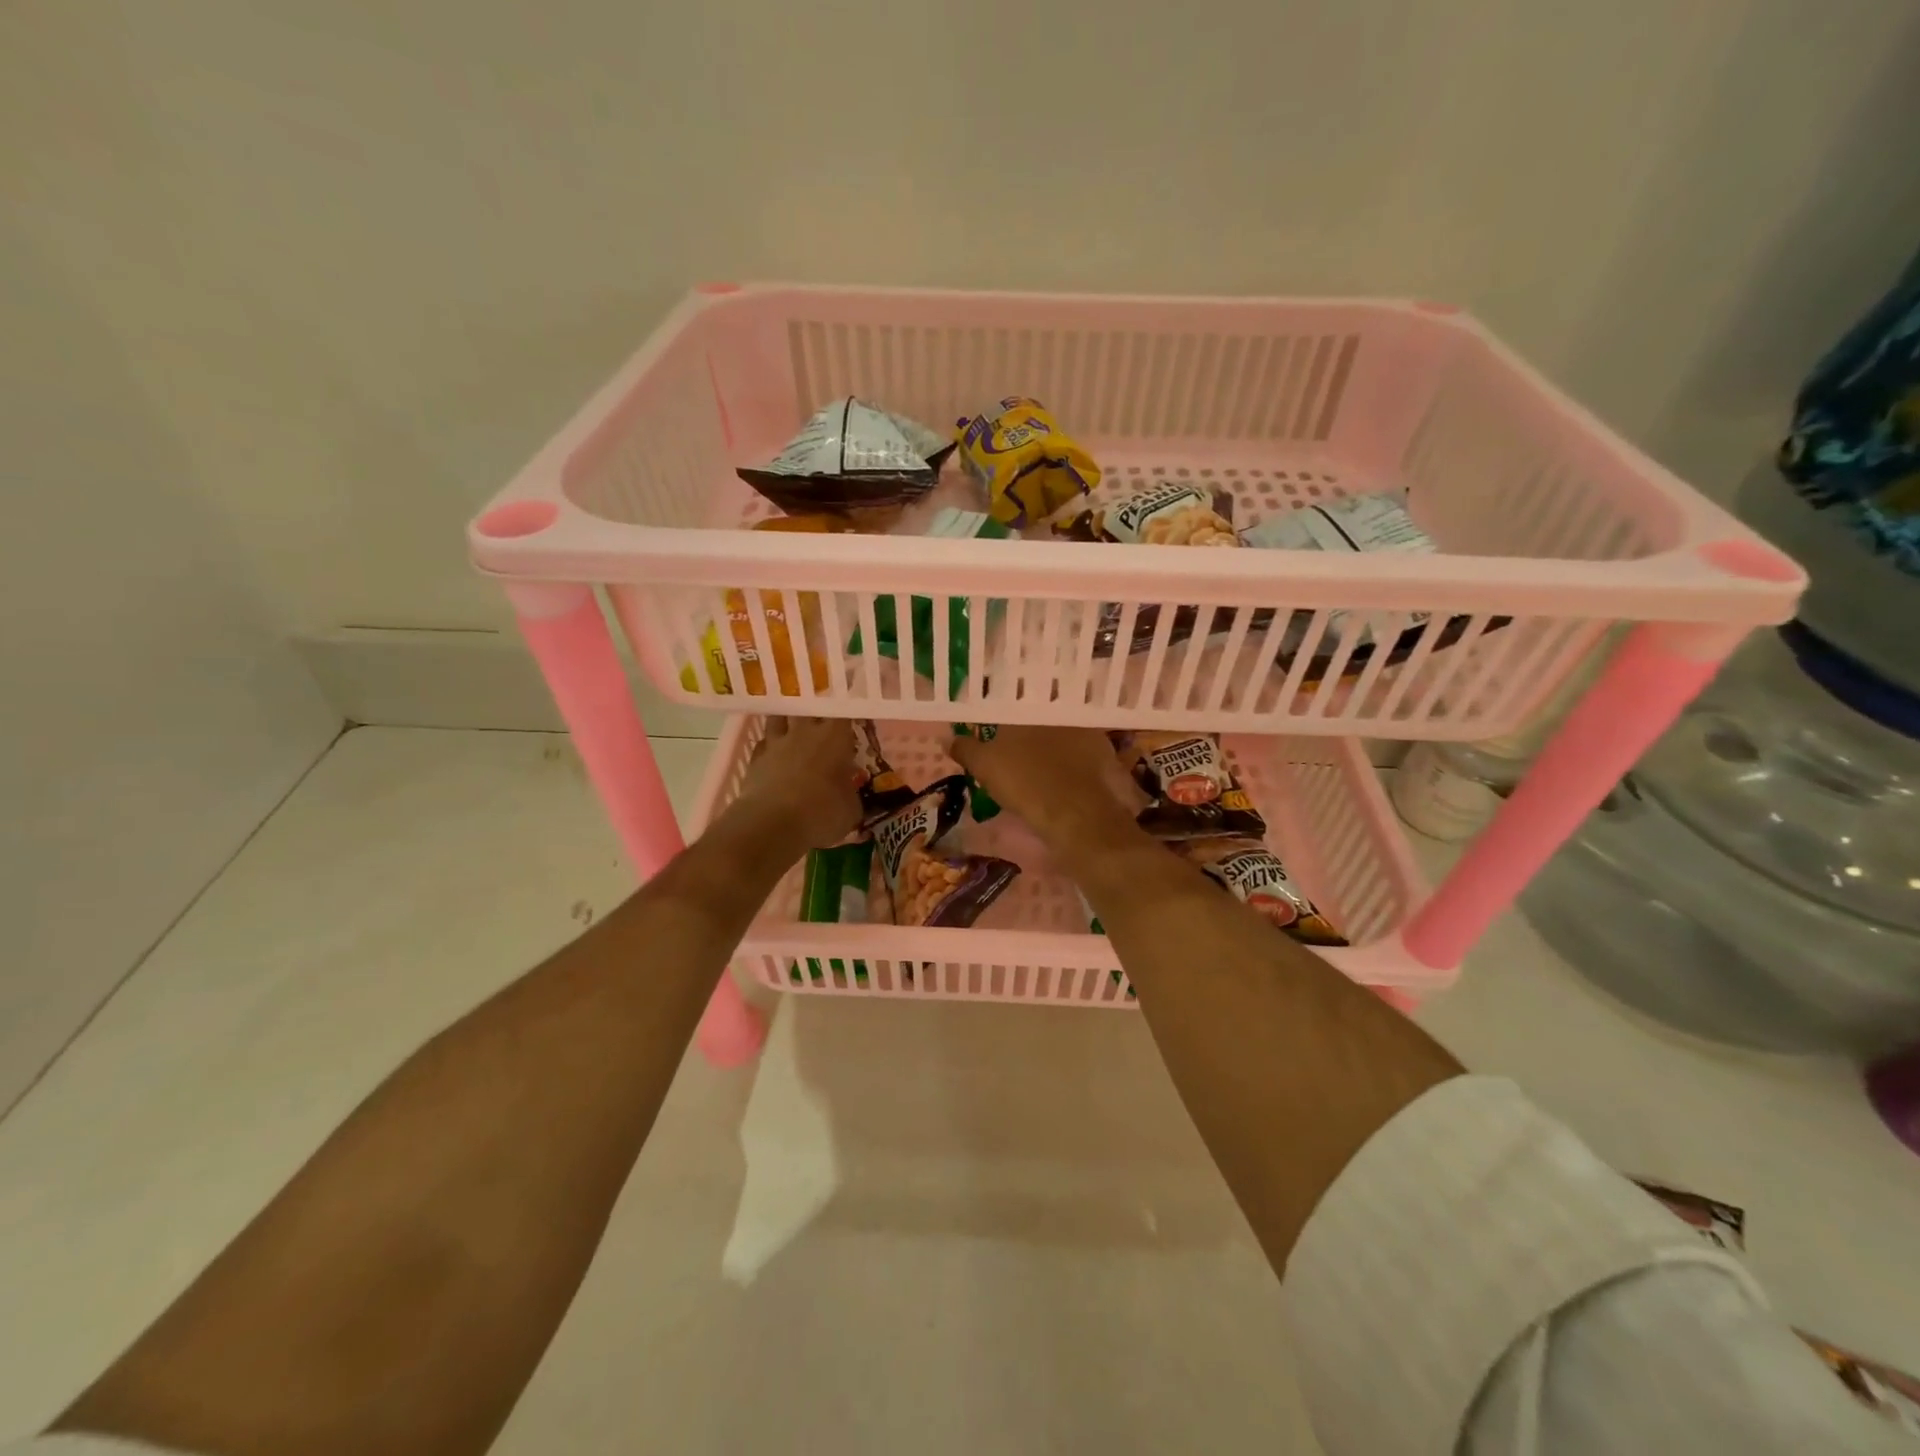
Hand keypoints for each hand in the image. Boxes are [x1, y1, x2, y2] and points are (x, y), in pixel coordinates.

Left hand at [728, 717, 862, 853]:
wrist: (772, 824)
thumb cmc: (822, 813)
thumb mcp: (851, 810)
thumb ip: (851, 795)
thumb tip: (849, 794)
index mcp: (835, 738)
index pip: (844, 715)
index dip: (847, 718)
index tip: (851, 726)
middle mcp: (805, 732)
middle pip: (809, 708)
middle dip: (816, 715)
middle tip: (823, 726)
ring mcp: (777, 743)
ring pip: (779, 719)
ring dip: (786, 722)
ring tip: (793, 731)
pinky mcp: (755, 759)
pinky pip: (763, 744)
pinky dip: (769, 747)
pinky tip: (773, 756)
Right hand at [948, 725, 1138, 854]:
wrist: (1075, 813)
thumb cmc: (1024, 782)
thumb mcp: (984, 766)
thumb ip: (965, 748)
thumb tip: (946, 738)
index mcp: (1028, 707)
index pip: (1011, 699)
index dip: (1001, 709)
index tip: (995, 721)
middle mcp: (1059, 710)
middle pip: (1039, 712)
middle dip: (1029, 722)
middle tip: (1016, 740)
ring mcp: (1086, 730)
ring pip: (1063, 729)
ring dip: (1053, 738)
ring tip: (1039, 758)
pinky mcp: (1104, 752)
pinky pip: (1082, 749)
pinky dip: (1073, 758)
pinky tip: (1064, 773)